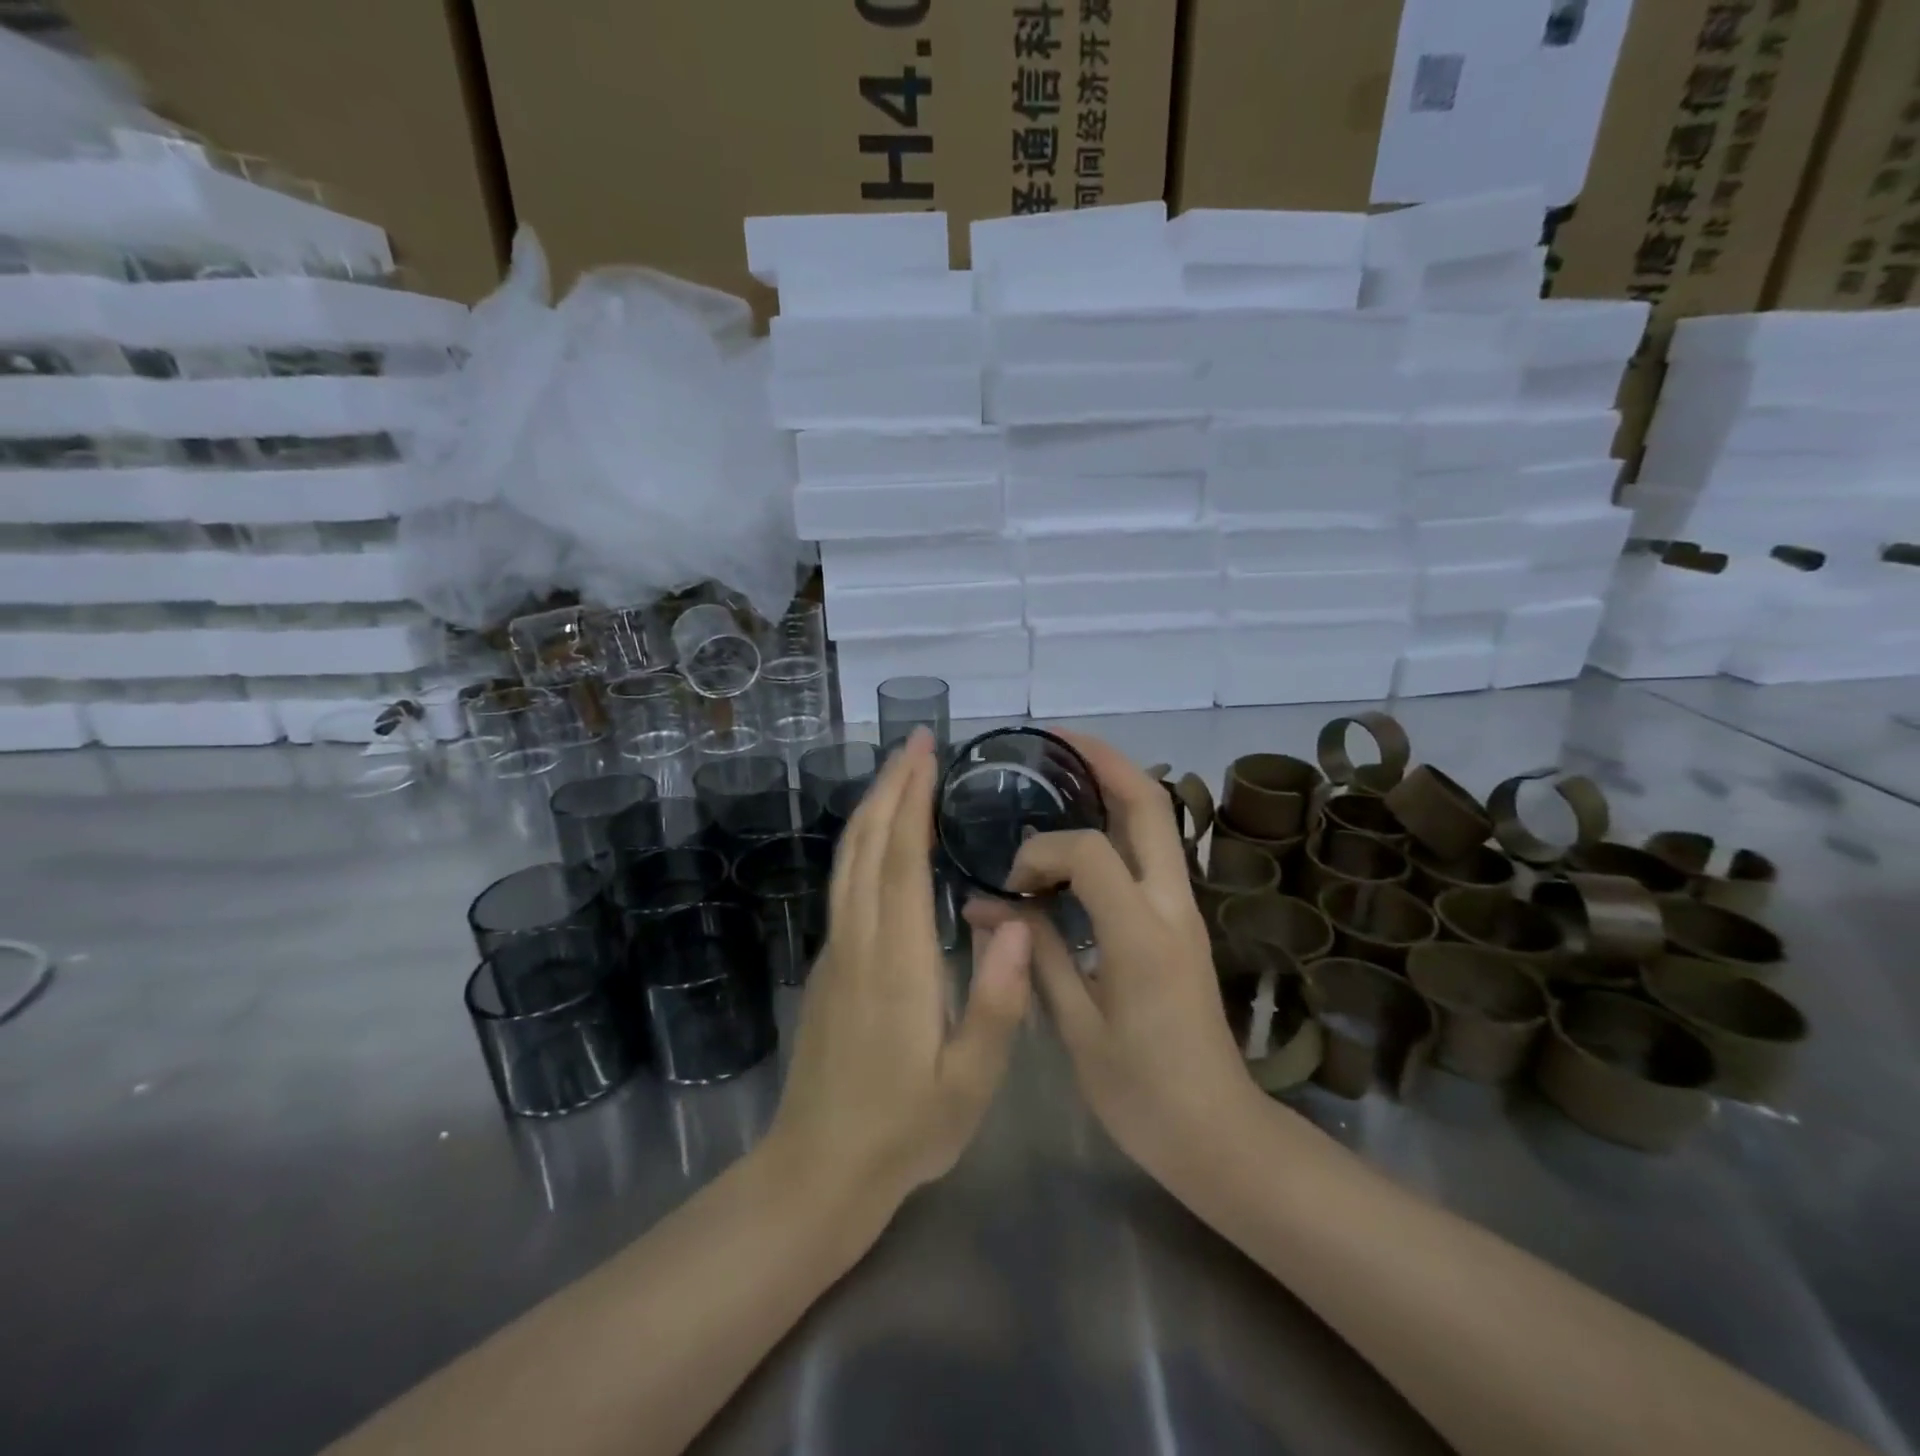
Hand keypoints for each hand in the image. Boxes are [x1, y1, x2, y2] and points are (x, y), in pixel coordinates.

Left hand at [765, 728, 1032, 1211]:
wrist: (816, 1172)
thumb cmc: (903, 1130)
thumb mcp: (969, 1082)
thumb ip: (996, 1003)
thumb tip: (1017, 924)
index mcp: (895, 961)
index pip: (900, 859)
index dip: (912, 798)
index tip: (925, 751)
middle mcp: (858, 941)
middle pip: (866, 844)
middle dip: (890, 786)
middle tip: (915, 741)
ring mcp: (836, 952)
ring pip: (847, 861)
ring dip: (872, 808)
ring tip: (900, 773)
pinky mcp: (829, 966)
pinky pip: (845, 884)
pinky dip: (863, 843)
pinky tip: (881, 839)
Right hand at [966, 732, 1258, 1181]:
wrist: (1218, 1134)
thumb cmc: (1142, 1093)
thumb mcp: (1077, 1028)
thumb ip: (1035, 954)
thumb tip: (986, 907)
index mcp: (1141, 935)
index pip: (1089, 851)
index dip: (1041, 852)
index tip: (1009, 884)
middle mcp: (1172, 906)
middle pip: (1149, 804)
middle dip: (1103, 761)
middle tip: (1053, 741)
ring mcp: (1184, 910)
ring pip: (1158, 821)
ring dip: (1115, 785)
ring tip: (1065, 769)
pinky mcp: (1181, 921)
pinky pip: (1152, 851)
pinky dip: (1119, 823)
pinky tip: (1081, 831)